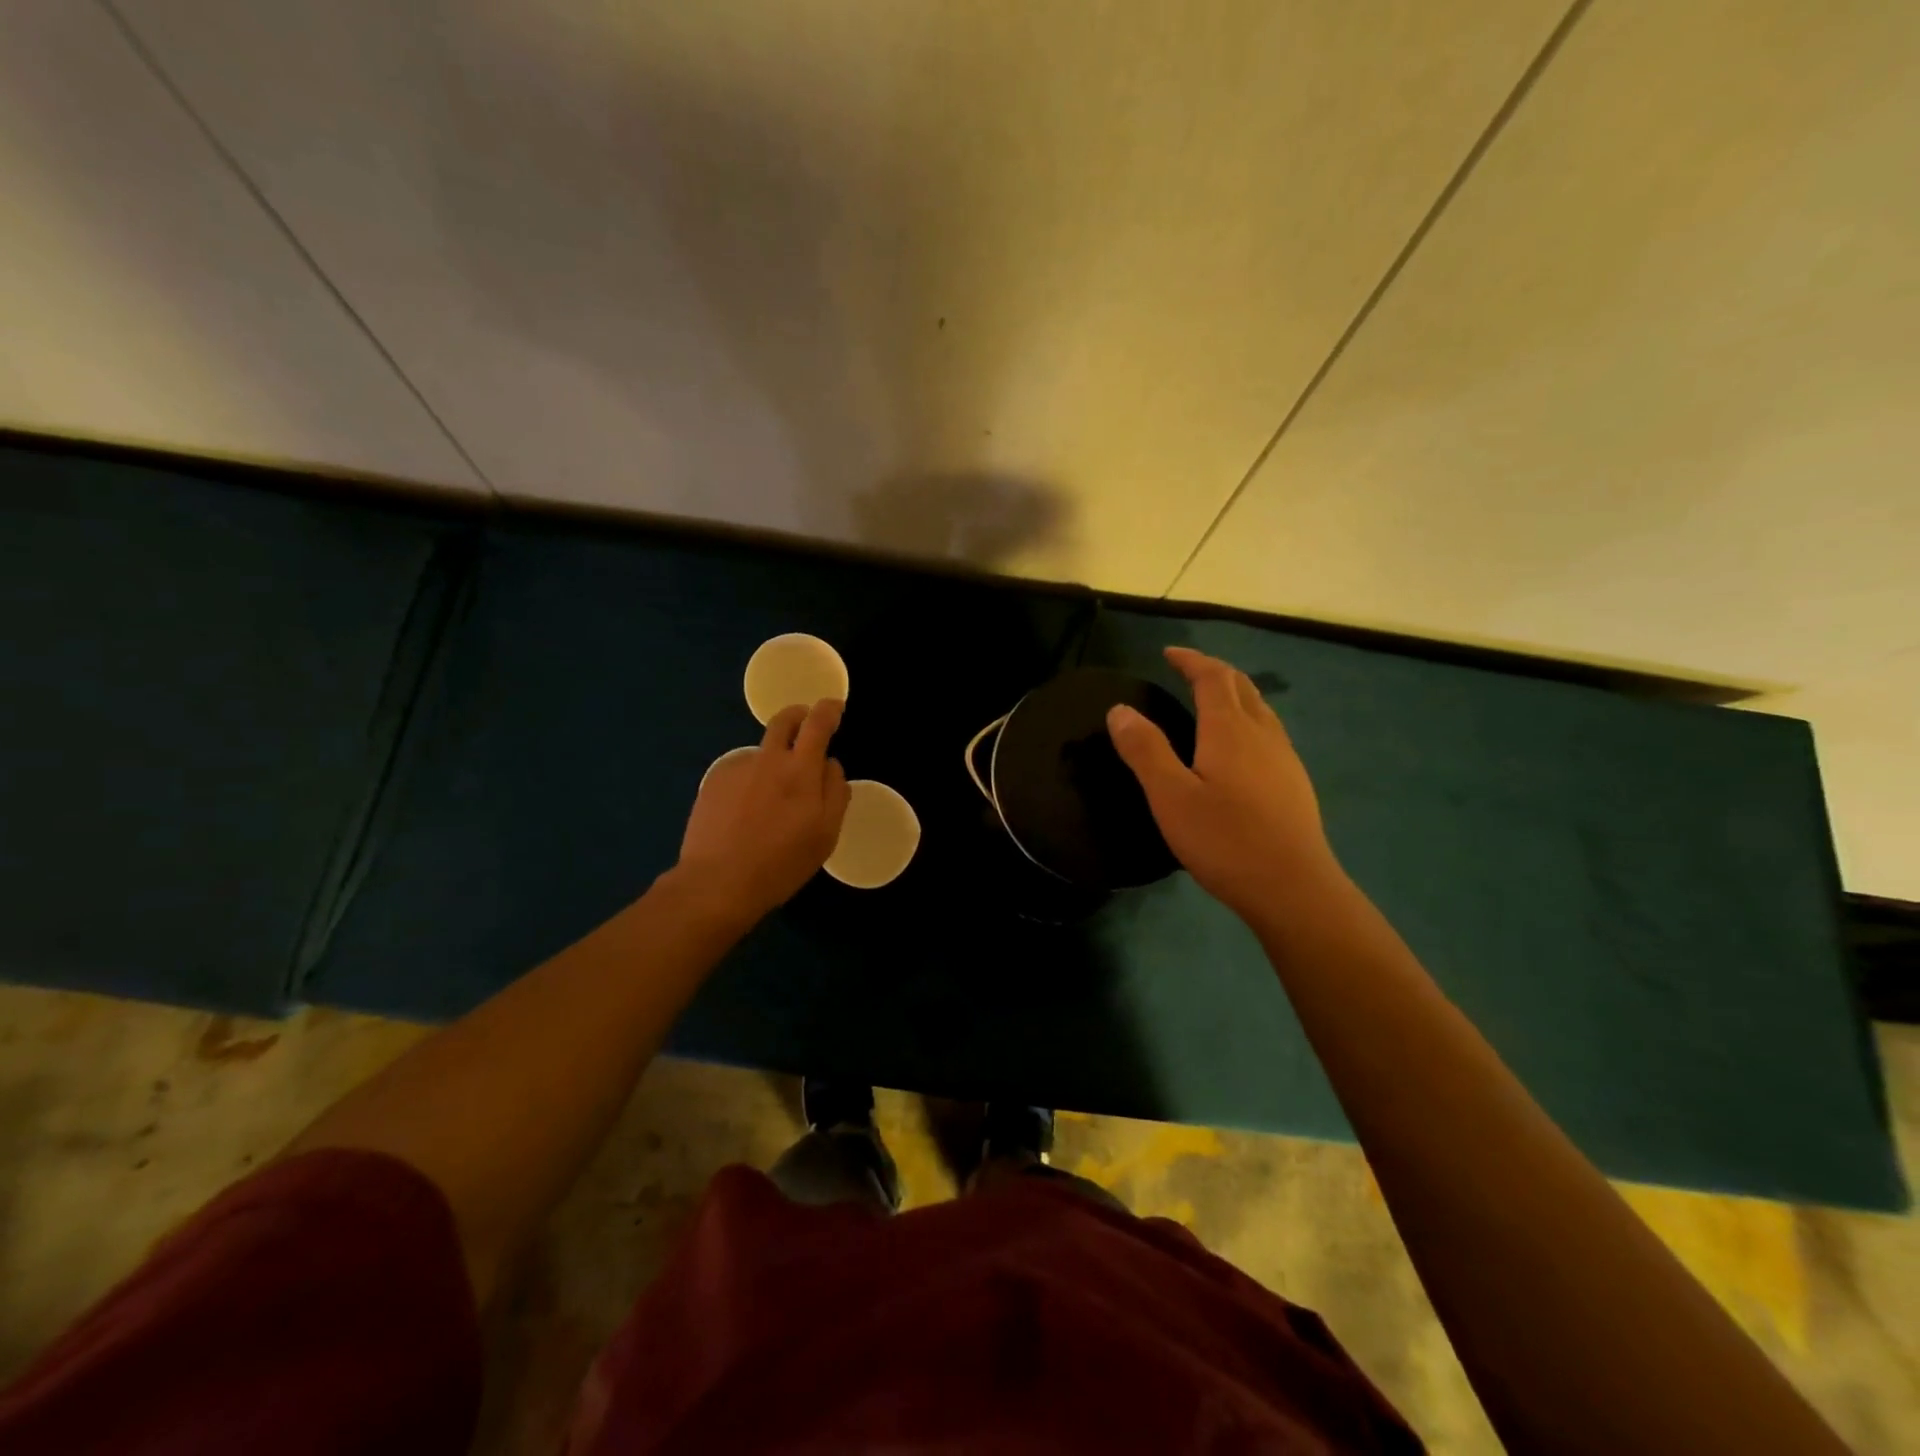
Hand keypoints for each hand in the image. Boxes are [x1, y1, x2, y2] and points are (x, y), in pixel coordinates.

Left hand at [675, 699, 851, 921]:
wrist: (717, 882)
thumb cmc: (781, 862)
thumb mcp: (826, 834)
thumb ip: (835, 792)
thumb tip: (831, 764)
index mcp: (800, 769)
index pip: (817, 723)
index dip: (828, 709)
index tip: (834, 707)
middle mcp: (767, 759)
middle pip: (783, 720)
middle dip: (799, 715)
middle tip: (807, 727)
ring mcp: (736, 768)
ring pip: (762, 750)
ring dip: (774, 758)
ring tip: (773, 797)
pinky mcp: (713, 782)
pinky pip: (740, 770)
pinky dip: (750, 779)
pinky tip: (746, 810)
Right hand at [1107, 646, 1342, 922]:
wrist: (1293, 888)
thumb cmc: (1225, 840)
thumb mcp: (1170, 796)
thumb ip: (1145, 750)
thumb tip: (1120, 710)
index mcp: (1229, 729)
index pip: (1212, 677)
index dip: (1190, 661)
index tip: (1168, 653)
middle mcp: (1262, 733)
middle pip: (1241, 686)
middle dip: (1213, 671)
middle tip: (1188, 670)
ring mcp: (1284, 758)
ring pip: (1260, 709)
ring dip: (1235, 694)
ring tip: (1213, 700)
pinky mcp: (1294, 783)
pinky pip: (1269, 733)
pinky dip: (1248, 720)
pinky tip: (1241, 747)